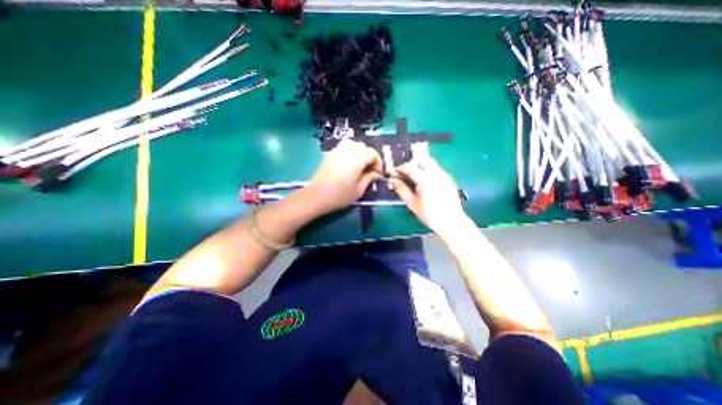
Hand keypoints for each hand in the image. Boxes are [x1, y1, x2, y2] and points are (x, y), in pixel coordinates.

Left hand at [304, 140, 383, 214]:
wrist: (316, 196)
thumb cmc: (340, 195)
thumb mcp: (359, 190)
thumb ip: (369, 178)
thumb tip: (376, 173)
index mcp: (357, 158)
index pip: (373, 154)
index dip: (378, 163)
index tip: (378, 174)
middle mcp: (348, 149)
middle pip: (364, 148)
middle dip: (370, 158)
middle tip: (370, 171)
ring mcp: (338, 150)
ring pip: (355, 145)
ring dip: (361, 154)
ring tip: (360, 167)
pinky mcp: (331, 153)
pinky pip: (345, 147)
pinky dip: (351, 153)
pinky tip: (350, 165)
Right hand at [390, 156, 468, 235]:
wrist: (451, 222)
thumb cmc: (429, 214)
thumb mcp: (412, 203)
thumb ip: (401, 189)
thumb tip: (392, 180)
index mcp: (426, 179)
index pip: (409, 167)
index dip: (399, 168)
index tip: (392, 173)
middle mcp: (436, 173)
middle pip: (422, 158)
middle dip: (411, 163)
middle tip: (404, 173)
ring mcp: (444, 174)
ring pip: (430, 162)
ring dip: (419, 166)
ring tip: (413, 179)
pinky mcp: (448, 178)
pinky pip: (436, 169)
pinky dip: (427, 171)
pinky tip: (424, 183)